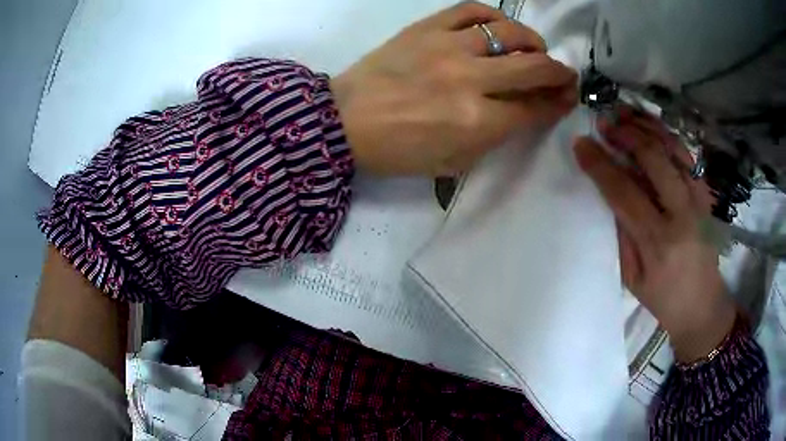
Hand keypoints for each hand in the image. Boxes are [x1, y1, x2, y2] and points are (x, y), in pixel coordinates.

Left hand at [330, 1, 577, 176]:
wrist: (344, 122)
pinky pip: (471, 10)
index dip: (557, 104)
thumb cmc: (397, 150)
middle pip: (533, 67)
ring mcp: (447, 47)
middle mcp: (470, 79)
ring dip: (532, 41)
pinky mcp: (426, 28)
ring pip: (509, 32)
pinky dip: (493, 16)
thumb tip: (523, 111)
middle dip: (559, 73)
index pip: (534, 108)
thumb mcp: (453, 162)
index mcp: (477, 122)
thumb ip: (495, 136)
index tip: (566, 99)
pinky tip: (499, 27)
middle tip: (563, 74)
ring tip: (534, 49)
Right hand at [575, 107, 736, 362]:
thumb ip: (621, 235)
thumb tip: (608, 195)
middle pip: (653, 159)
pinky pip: (687, 156)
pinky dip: (667, 136)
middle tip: (605, 124)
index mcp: (658, 241)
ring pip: (673, 149)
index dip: (600, 165)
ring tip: (626, 115)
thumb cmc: (664, 299)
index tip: (581, 144)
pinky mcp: (705, 195)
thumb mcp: (633, 279)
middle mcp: (681, 214)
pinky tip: (652, 129)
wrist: (703, 305)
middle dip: (625, 135)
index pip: (625, 192)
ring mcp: (698, 200)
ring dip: (647, 127)